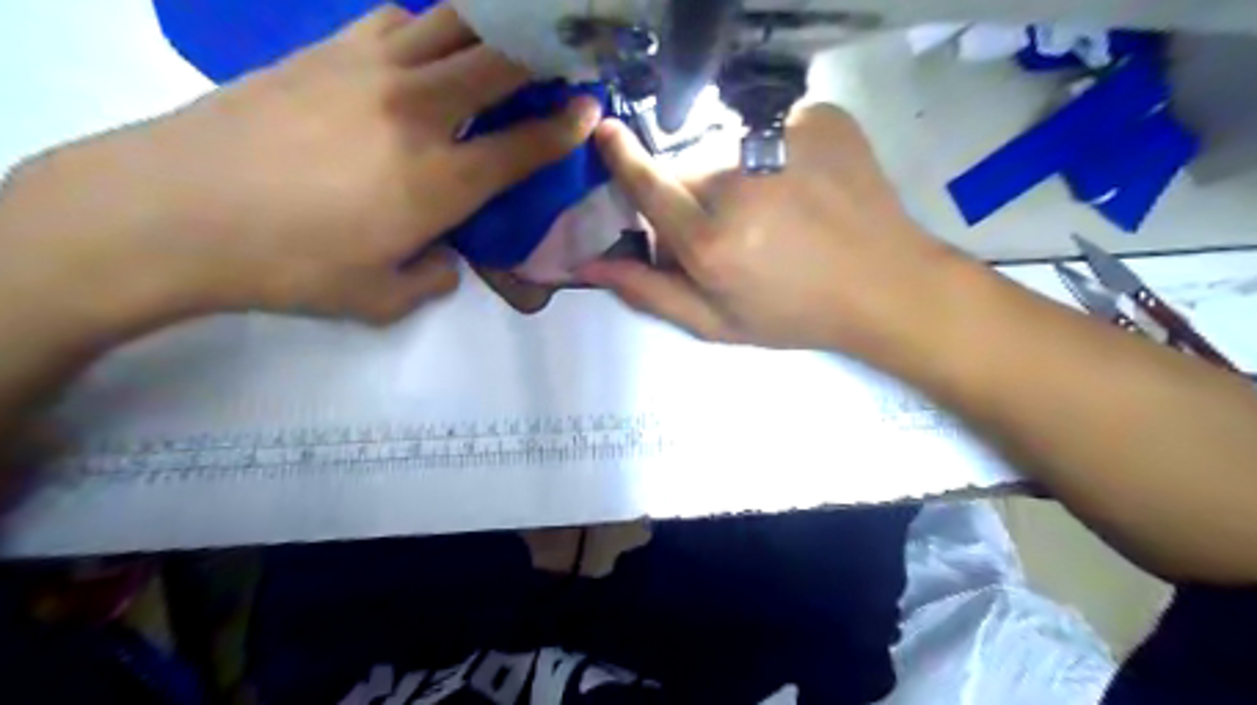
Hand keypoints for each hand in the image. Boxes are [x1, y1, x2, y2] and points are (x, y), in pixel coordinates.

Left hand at [1, 3, 597, 329]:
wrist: (173, 211)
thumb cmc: (289, 265)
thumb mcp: (379, 299)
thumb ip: (431, 279)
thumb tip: (447, 259)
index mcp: (441, 181)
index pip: (524, 144)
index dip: (567, 126)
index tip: (591, 109)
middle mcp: (418, 113)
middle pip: (500, 63)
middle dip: (544, 53)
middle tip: (565, 53)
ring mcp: (371, 70)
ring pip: (452, 24)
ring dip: (490, 28)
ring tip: (505, 41)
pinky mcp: (326, 50)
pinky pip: (395, 19)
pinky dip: (427, 25)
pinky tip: (427, 43)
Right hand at [580, 108, 970, 365]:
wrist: (885, 284)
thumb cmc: (796, 313)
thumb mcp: (717, 323)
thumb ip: (649, 292)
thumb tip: (587, 264)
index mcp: (710, 242)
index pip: (647, 184)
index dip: (622, 159)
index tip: (606, 134)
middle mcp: (738, 183)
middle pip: (686, 169)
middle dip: (689, 194)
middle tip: (724, 227)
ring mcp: (781, 143)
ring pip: (725, 147)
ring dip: (730, 172)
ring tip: (769, 209)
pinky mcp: (816, 119)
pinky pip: (767, 128)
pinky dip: (769, 152)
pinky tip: (798, 185)